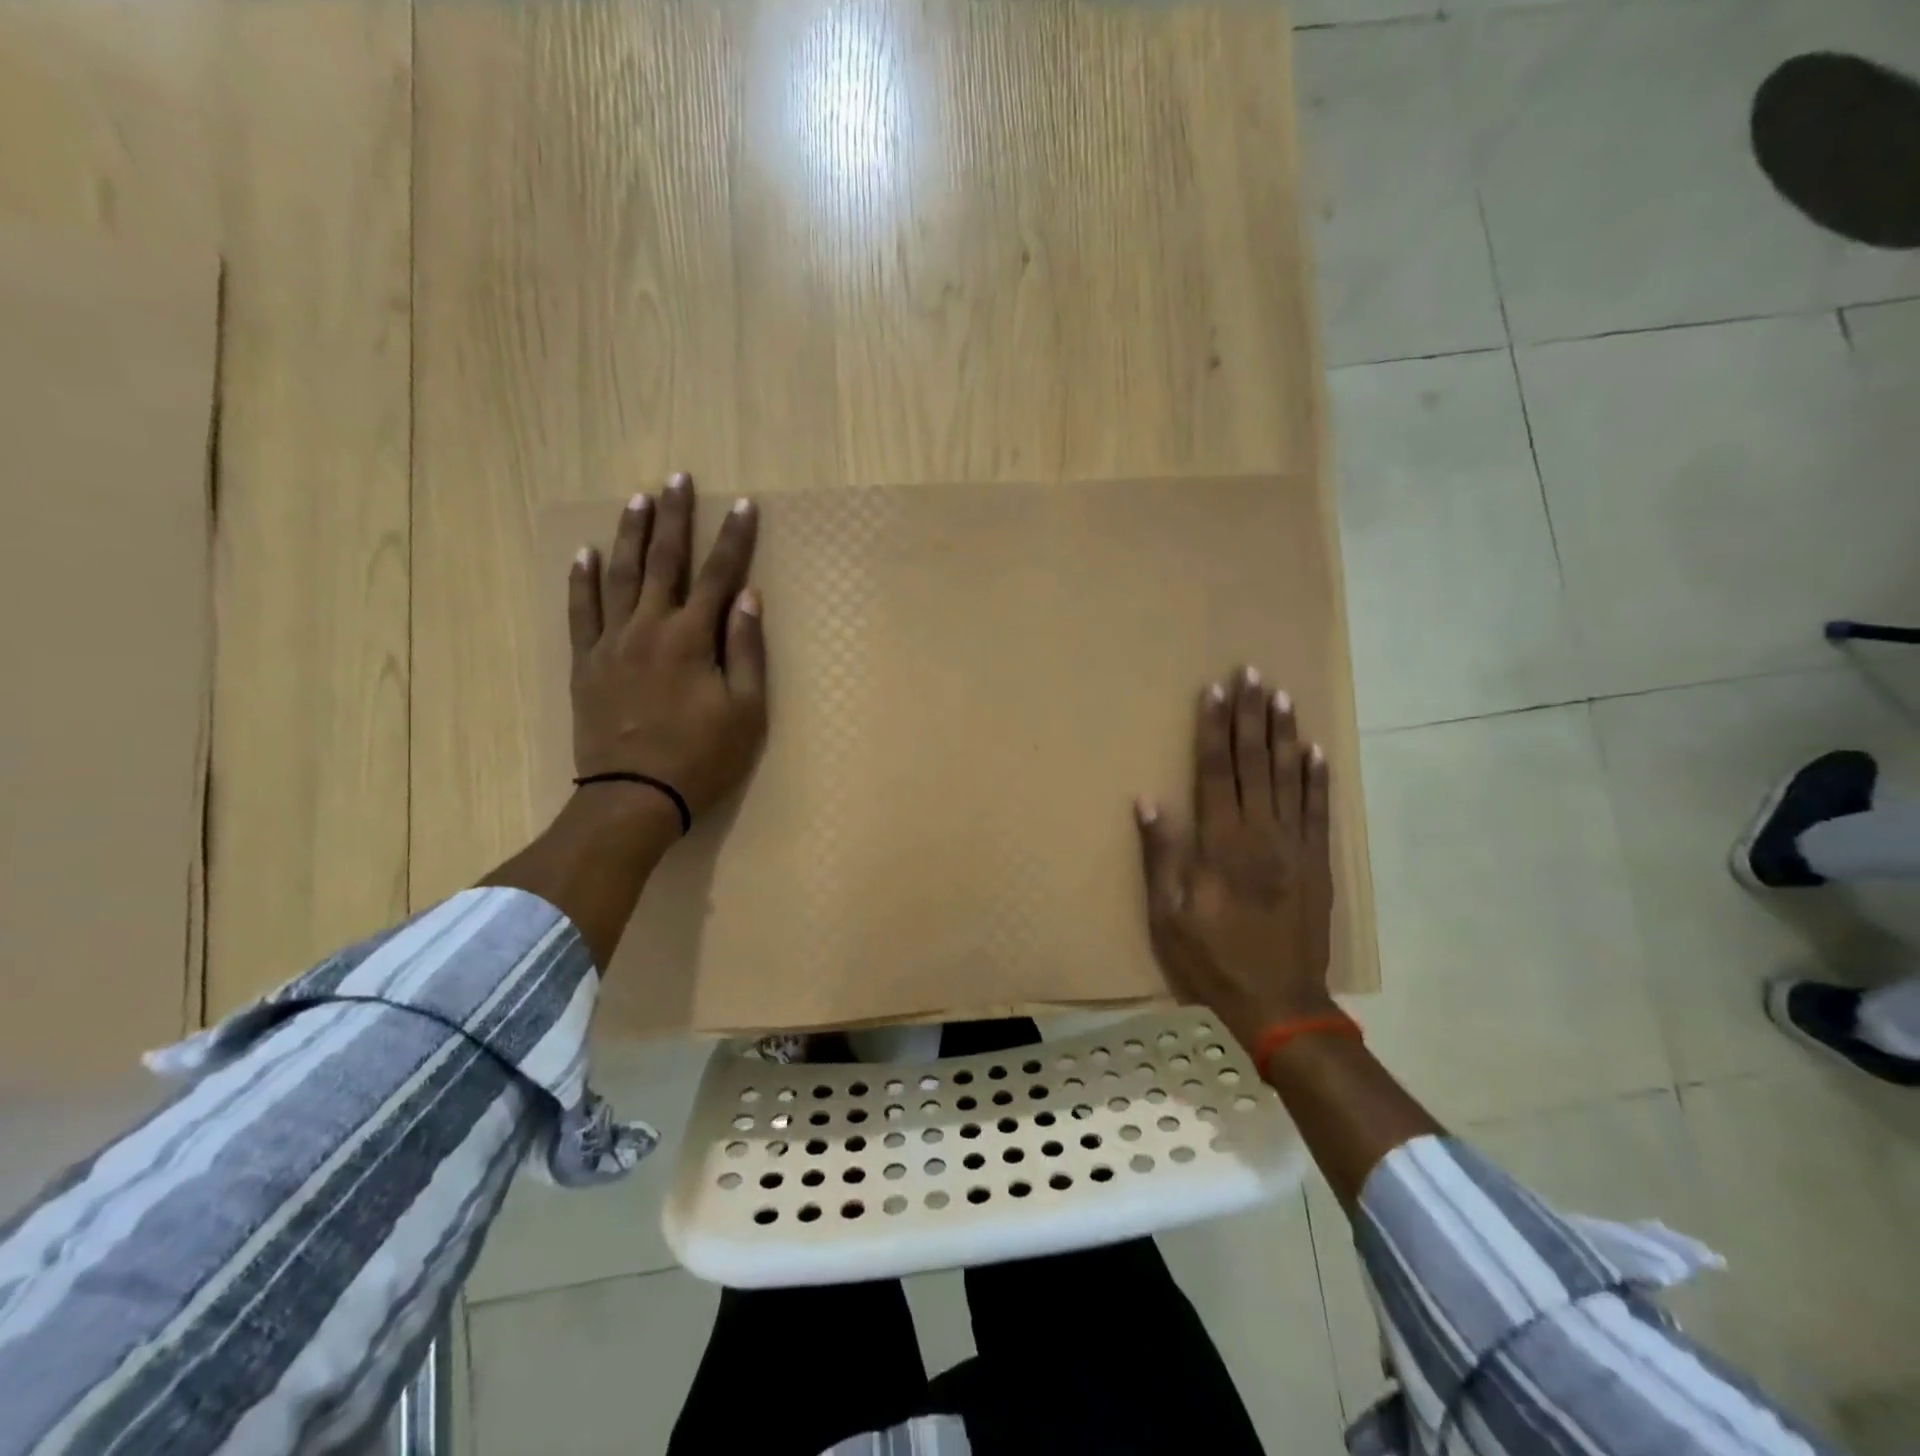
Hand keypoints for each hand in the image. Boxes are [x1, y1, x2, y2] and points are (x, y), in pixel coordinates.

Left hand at [568, 473, 767, 818]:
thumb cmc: (701, 758)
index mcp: (691, 638)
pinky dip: (581, 580)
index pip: (719, 576)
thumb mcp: (745, 711)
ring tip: (636, 499)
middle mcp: (648, 628)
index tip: (743, 505)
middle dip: (674, 518)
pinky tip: (582, 554)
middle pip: (663, 562)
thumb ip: (746, 650)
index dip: (734, 539)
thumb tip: (748, 598)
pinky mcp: (585, 664)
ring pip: (617, 575)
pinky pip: (580, 612)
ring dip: (628, 534)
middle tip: (677, 477)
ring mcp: (610, 643)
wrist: (634, 797)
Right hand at [1135, 666, 1335, 1054]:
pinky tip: (1316, 750)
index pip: (1216, 771)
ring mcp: (1295, 846)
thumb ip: (1161, 856)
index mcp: (1221, 844)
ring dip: (1283, 734)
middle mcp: (1261, 833)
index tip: (1214, 691)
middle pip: (1254, 763)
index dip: (1214, 728)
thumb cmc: (1214, 959)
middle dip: (1250, 716)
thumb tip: (1149, 801)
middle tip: (1251, 673)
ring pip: (1289, 777)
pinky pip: (1319, 810)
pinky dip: (1318, 778)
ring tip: (1281, 696)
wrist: (1281, 1003)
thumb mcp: (1169, 915)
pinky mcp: (1318, 862)